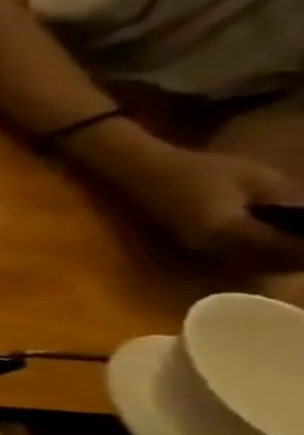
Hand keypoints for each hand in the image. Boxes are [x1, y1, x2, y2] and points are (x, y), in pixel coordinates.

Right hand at [89, 136, 303, 270]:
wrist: (146, 174)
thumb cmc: (200, 170)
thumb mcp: (257, 179)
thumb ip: (289, 203)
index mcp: (229, 231)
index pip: (286, 249)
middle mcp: (215, 247)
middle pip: (271, 263)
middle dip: (302, 257)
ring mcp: (203, 249)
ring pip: (255, 265)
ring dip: (284, 259)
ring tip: (301, 245)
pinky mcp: (198, 246)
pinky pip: (239, 258)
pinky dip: (264, 255)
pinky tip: (276, 243)